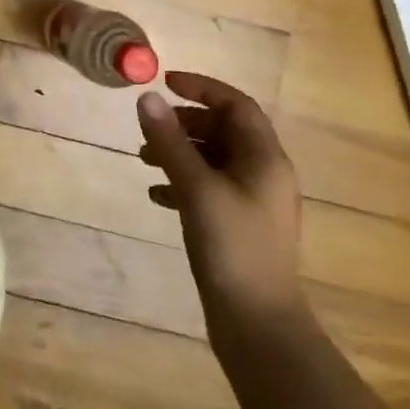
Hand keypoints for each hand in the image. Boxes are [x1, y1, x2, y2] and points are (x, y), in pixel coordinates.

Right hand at [138, 72, 304, 335]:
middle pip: (224, 130)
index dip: (202, 88)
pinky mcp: (240, 226)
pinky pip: (209, 188)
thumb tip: (146, 98)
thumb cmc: (233, 247)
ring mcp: (253, 202)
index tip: (166, 82)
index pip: (236, 105)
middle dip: (185, 123)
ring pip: (214, 159)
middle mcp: (264, 174)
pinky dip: (182, 182)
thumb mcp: (196, 188)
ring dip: (180, 152)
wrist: (258, 326)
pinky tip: (156, 195)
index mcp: (265, 159)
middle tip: (150, 127)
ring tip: (144, 158)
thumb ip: (170, 141)